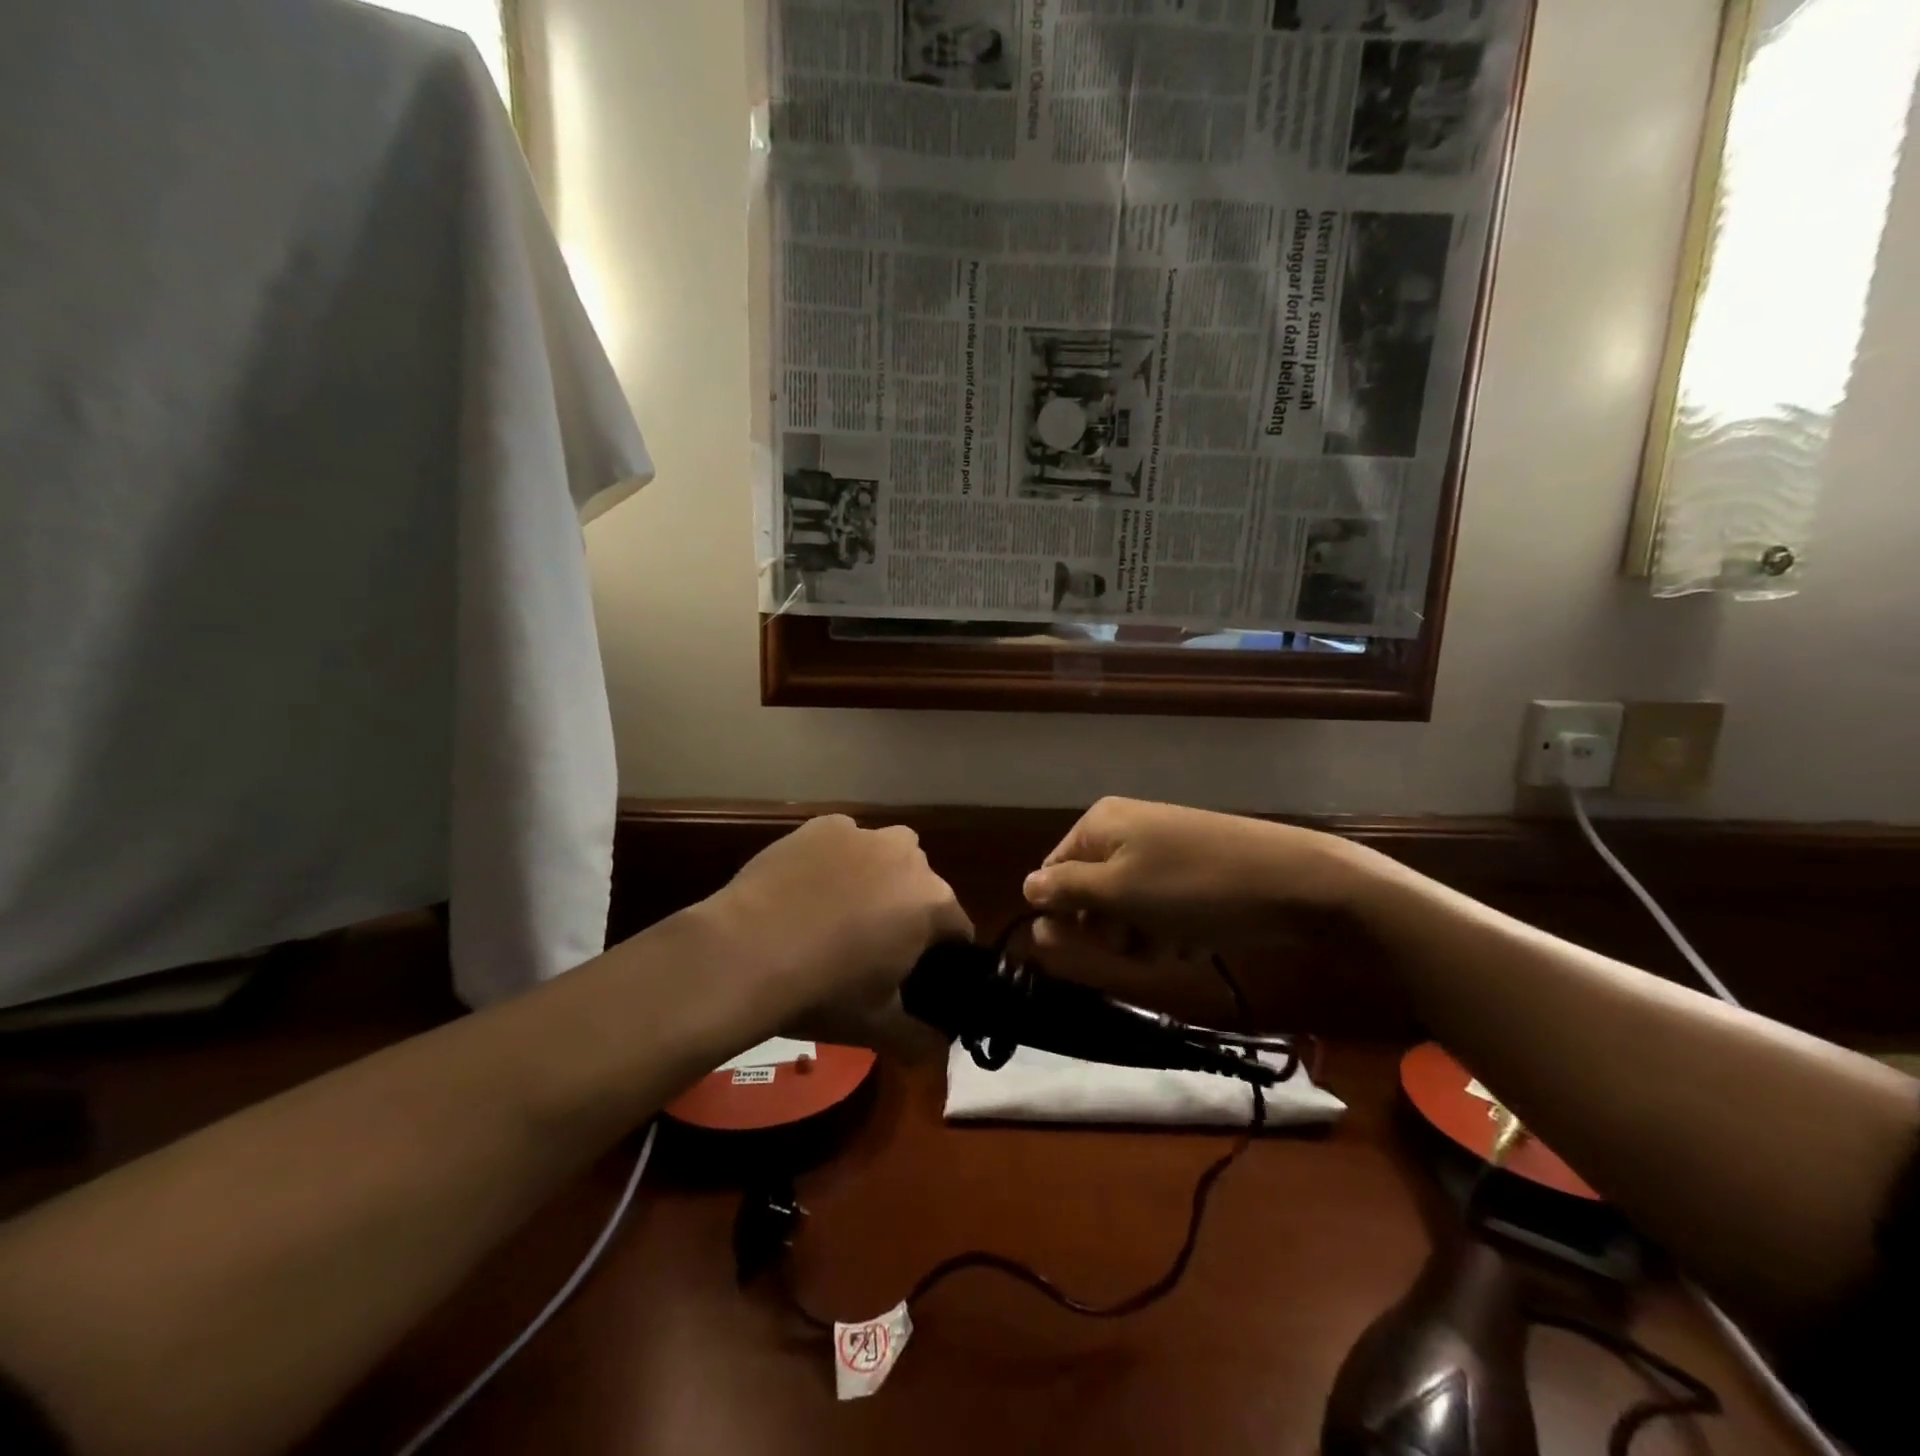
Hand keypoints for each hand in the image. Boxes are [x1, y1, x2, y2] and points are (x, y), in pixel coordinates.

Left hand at [705, 815, 971, 1057]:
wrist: (745, 952)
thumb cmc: (823, 991)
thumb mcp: (878, 1027)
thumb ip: (920, 1041)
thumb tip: (939, 1053)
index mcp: (933, 903)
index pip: (958, 929)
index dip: (941, 956)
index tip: (914, 975)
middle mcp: (908, 856)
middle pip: (922, 887)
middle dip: (907, 911)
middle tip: (871, 948)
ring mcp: (864, 835)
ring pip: (885, 856)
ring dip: (876, 878)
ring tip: (837, 913)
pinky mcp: (823, 825)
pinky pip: (844, 841)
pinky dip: (836, 860)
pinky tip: (807, 889)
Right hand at [1022, 798, 1372, 960]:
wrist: (1294, 882)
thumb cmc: (1193, 888)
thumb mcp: (1119, 892)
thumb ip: (1065, 891)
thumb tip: (1025, 888)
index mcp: (1099, 825)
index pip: (1051, 876)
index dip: (1063, 916)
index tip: (1087, 948)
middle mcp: (1124, 830)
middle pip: (1088, 895)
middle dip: (1109, 930)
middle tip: (1137, 944)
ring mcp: (1160, 850)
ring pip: (1125, 910)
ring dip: (1141, 937)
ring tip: (1173, 943)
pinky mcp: (1190, 871)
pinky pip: (1159, 909)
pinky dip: (1169, 931)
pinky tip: (1194, 940)